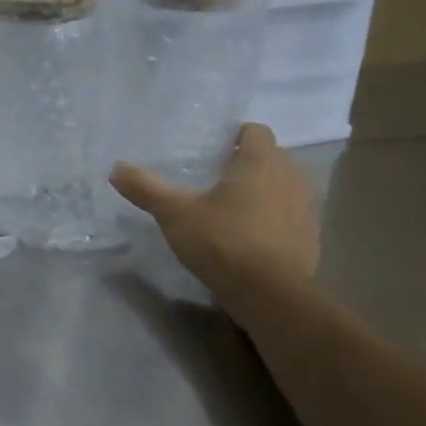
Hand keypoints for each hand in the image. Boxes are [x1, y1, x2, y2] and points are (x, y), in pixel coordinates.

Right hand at [110, 124, 320, 293]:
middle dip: (246, 164)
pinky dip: (272, 221)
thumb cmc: (222, 241)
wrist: (270, 294)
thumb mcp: (174, 214)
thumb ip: (146, 188)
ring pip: (282, 188)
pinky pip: (289, 218)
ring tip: (230, 210)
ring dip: (262, 193)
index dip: (234, 136)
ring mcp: (306, 208)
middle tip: (214, 180)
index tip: (212, 151)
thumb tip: (115, 168)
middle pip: (271, 158)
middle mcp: (290, 176)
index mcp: (261, 160)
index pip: (255, 130)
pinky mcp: (310, 238)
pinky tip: (248, 239)